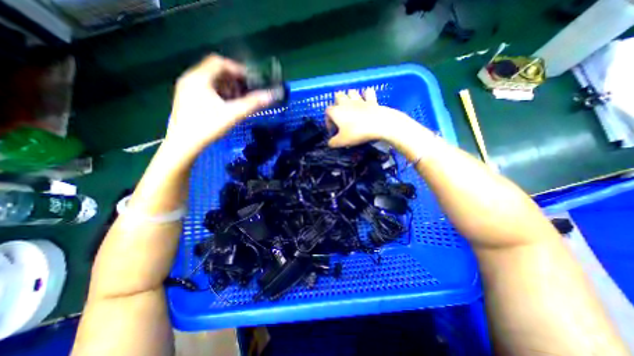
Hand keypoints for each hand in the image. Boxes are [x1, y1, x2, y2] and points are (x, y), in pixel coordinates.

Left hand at [162, 53, 272, 157]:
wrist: (184, 144)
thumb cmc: (208, 127)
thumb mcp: (232, 114)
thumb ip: (252, 104)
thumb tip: (270, 96)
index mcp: (199, 78)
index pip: (219, 62)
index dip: (236, 69)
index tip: (250, 80)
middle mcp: (190, 79)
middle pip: (214, 70)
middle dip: (232, 79)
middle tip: (245, 90)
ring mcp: (186, 88)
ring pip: (210, 80)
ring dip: (226, 86)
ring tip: (238, 98)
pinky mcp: (186, 98)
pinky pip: (205, 88)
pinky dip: (218, 92)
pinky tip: (225, 104)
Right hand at [324, 88, 419, 147]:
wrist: (379, 124)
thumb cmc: (357, 132)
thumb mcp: (342, 141)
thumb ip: (333, 142)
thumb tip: (330, 143)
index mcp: (336, 111)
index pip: (327, 112)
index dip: (328, 121)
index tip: (333, 130)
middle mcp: (346, 103)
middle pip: (338, 96)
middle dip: (337, 103)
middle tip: (340, 115)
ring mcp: (359, 100)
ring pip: (351, 92)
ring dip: (349, 97)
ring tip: (351, 106)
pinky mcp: (372, 101)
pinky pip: (368, 92)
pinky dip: (366, 94)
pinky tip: (366, 100)